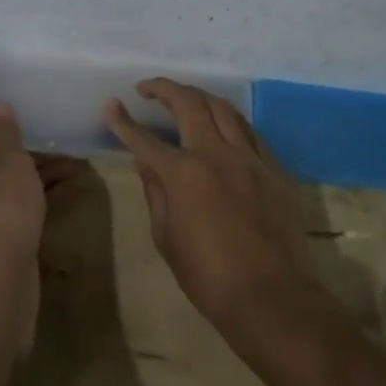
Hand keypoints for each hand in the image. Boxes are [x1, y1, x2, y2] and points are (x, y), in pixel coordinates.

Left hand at [0, 105, 83, 350]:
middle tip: (36, 131)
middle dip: (11, 151)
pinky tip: (66, 189)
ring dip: (34, 175)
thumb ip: (5, 136)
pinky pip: (20, 211)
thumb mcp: (9, 164)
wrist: (2, 280)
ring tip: (68, 159)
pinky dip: (39, 198)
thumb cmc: (1, 210)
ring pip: (7, 190)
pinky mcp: (1, 246)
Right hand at [104, 79, 315, 331]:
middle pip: (189, 103)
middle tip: (147, 88)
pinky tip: (222, 129)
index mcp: (183, 174)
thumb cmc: (208, 276)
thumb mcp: (166, 238)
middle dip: (164, 88)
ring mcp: (251, 158)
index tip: (110, 104)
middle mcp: (217, 154)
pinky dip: (230, 122)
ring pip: (224, 109)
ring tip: (184, 98)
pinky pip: (250, 132)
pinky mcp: (275, 170)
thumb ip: (155, 193)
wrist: (272, 297)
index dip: (122, 120)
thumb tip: (146, 163)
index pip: (144, 139)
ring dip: (199, 97)